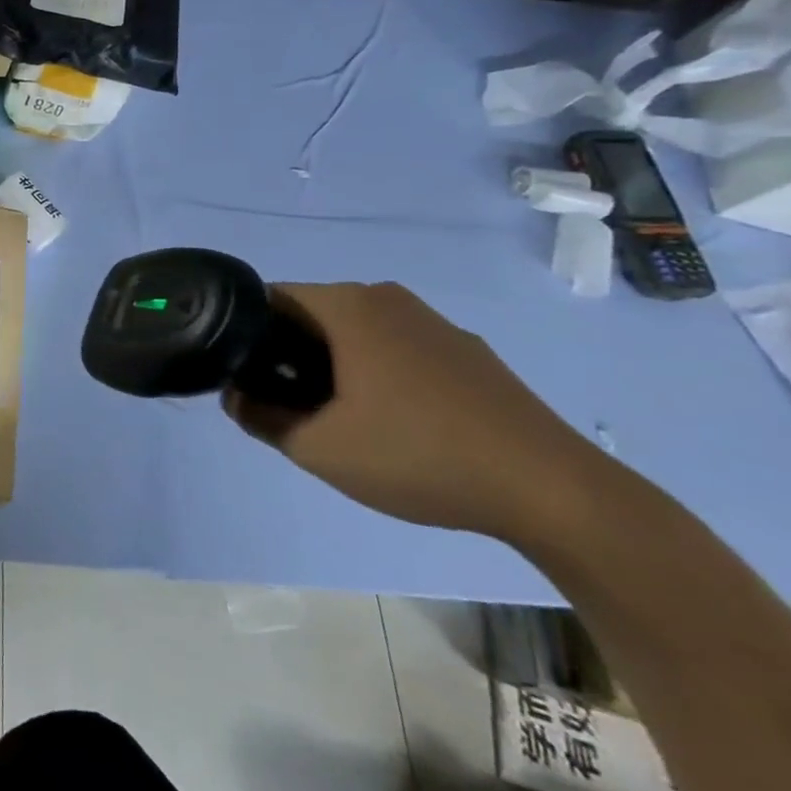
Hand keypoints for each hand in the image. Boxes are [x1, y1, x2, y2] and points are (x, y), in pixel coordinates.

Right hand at [228, 283, 611, 542]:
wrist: (554, 491)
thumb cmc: (419, 455)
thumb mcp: (318, 448)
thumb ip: (260, 418)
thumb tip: (236, 396)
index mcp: (348, 306)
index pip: (270, 298)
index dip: (247, 336)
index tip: (248, 378)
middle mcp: (388, 299)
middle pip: (312, 314)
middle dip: (289, 354)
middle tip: (287, 406)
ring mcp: (434, 323)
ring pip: (356, 332)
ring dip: (333, 366)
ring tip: (341, 420)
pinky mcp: (468, 352)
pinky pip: (398, 348)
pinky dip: (377, 373)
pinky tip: (397, 425)